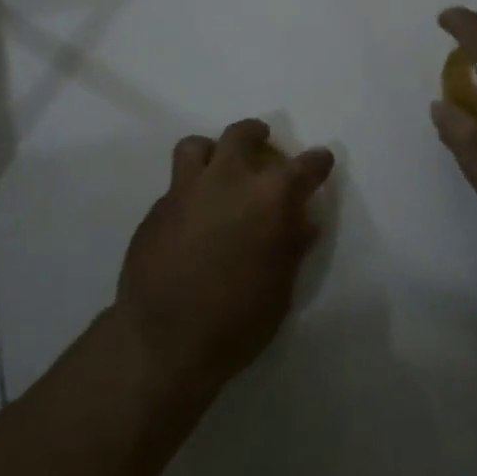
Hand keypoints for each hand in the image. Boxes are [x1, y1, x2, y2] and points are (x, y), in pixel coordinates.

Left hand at [115, 120, 334, 392]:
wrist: (164, 340)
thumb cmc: (237, 320)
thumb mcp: (280, 287)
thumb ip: (291, 245)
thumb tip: (302, 220)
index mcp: (268, 198)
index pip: (303, 167)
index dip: (316, 162)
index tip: (320, 161)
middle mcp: (226, 181)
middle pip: (241, 136)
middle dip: (256, 135)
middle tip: (262, 142)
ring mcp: (185, 191)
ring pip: (197, 146)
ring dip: (213, 150)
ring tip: (218, 166)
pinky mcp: (156, 208)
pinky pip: (176, 183)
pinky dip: (191, 187)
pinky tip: (193, 215)